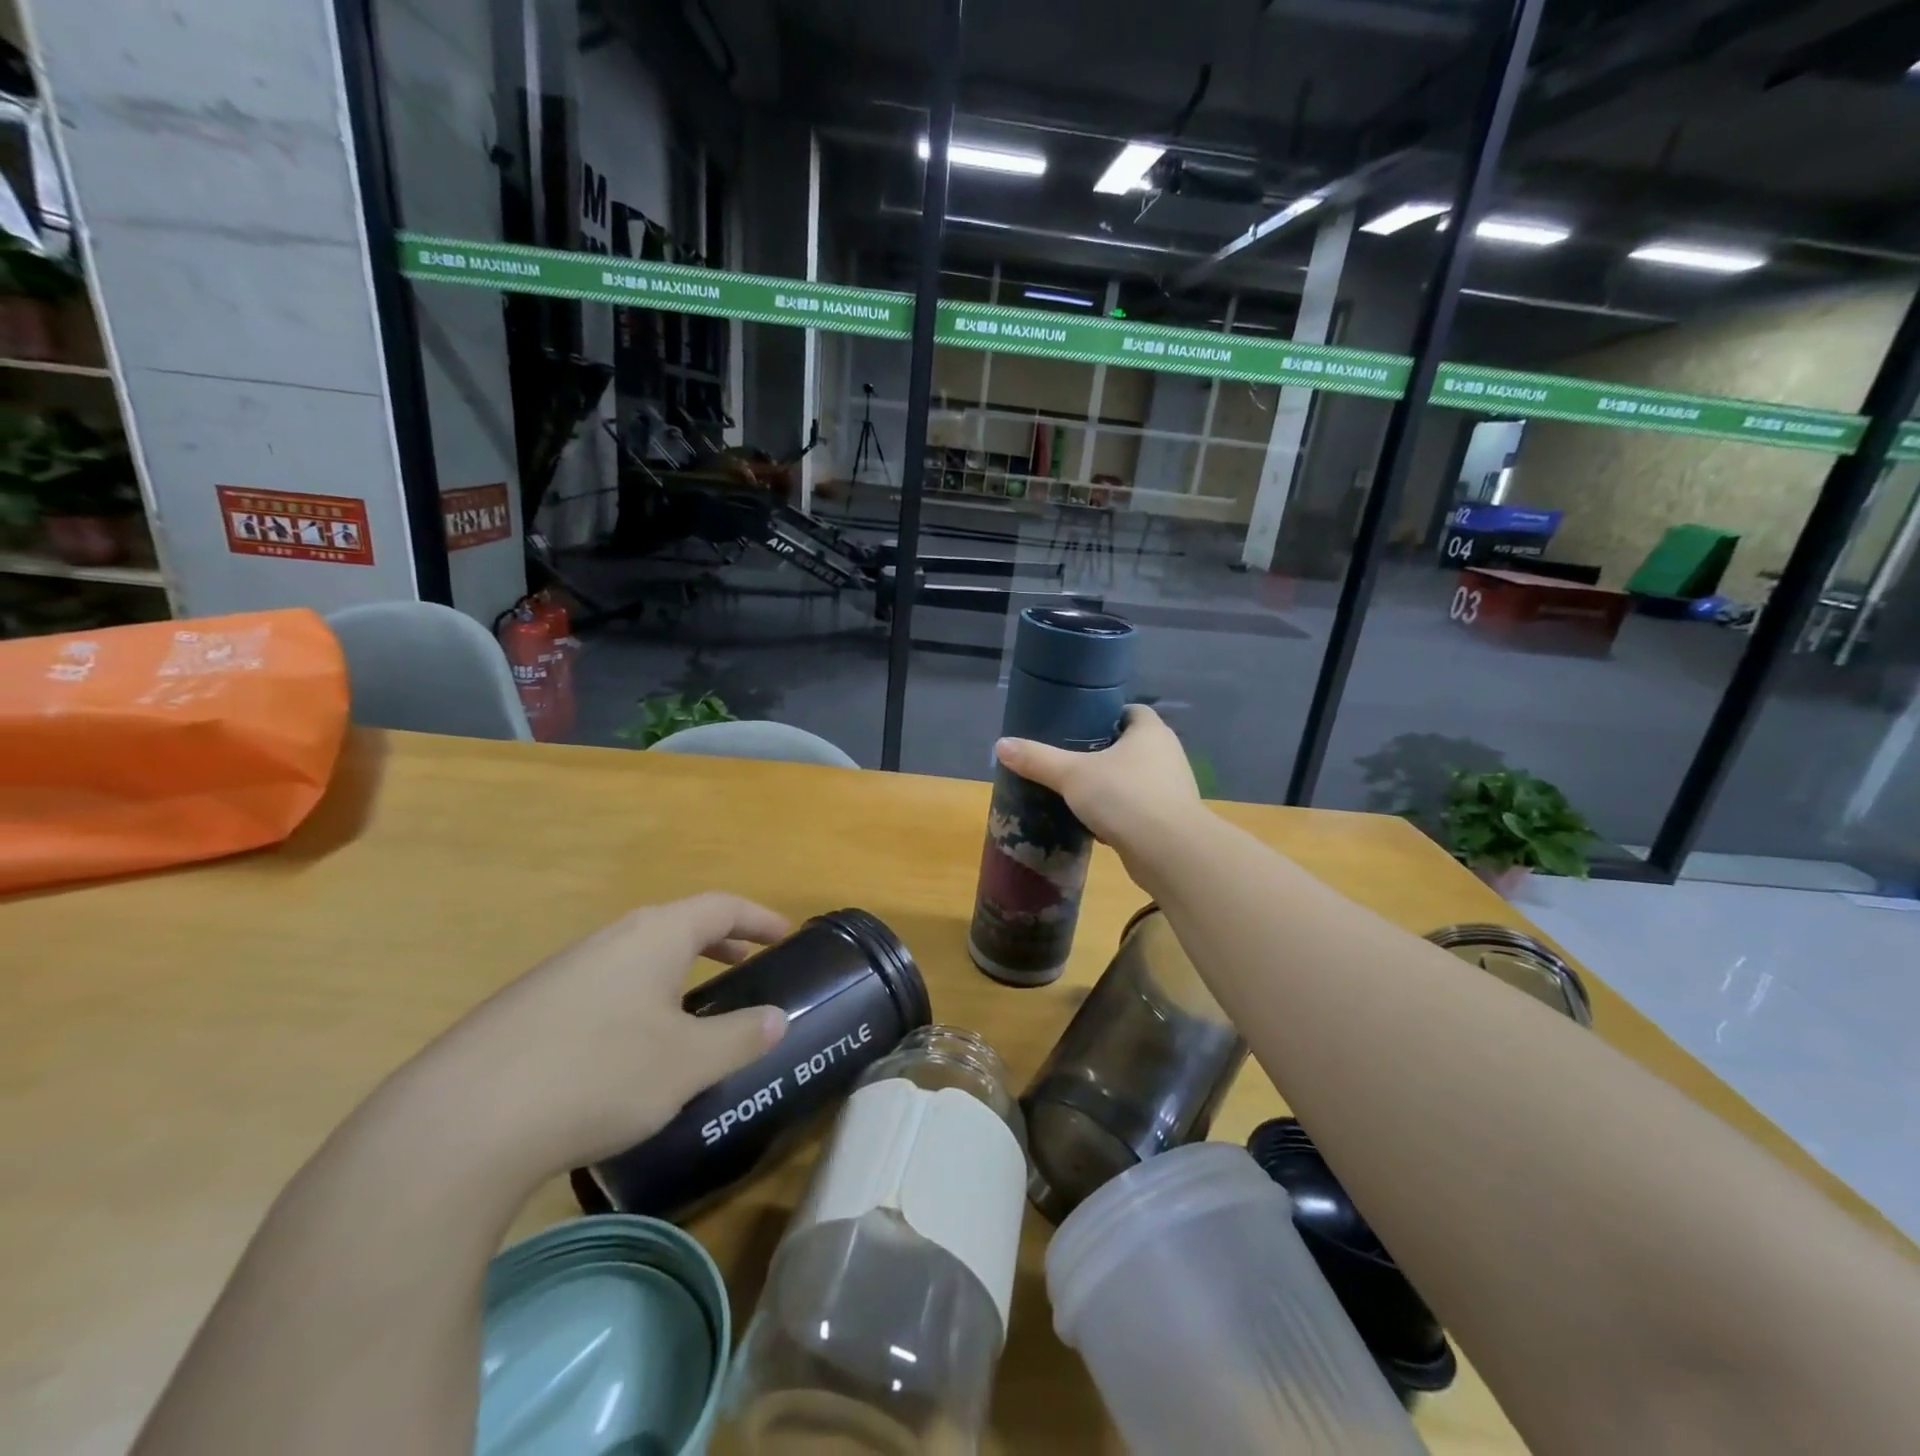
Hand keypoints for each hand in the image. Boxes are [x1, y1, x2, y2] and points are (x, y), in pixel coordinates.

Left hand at [399, 893, 790, 1180]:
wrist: (457, 1124)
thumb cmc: (598, 1075)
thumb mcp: (688, 1063)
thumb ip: (740, 1037)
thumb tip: (777, 1018)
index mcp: (655, 936)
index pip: (721, 906)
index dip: (758, 917)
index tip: (785, 934)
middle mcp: (609, 940)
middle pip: (676, 926)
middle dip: (717, 943)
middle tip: (746, 964)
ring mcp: (561, 973)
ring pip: (636, 960)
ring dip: (674, 975)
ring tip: (692, 1013)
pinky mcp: (526, 1011)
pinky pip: (601, 990)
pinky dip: (635, 1002)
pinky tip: (626, 1053)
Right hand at [995, 704, 1201, 857]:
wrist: (1169, 853)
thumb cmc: (1124, 797)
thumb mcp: (1072, 774)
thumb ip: (1037, 759)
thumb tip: (1001, 745)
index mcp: (1151, 732)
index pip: (1131, 711)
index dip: (1105, 716)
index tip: (1077, 727)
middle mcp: (1167, 754)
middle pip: (1132, 745)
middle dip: (1103, 752)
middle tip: (1069, 760)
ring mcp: (1172, 789)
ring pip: (1135, 779)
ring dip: (1112, 785)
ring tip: (1077, 792)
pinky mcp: (1170, 820)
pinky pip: (1139, 808)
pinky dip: (1119, 813)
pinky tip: (1094, 824)